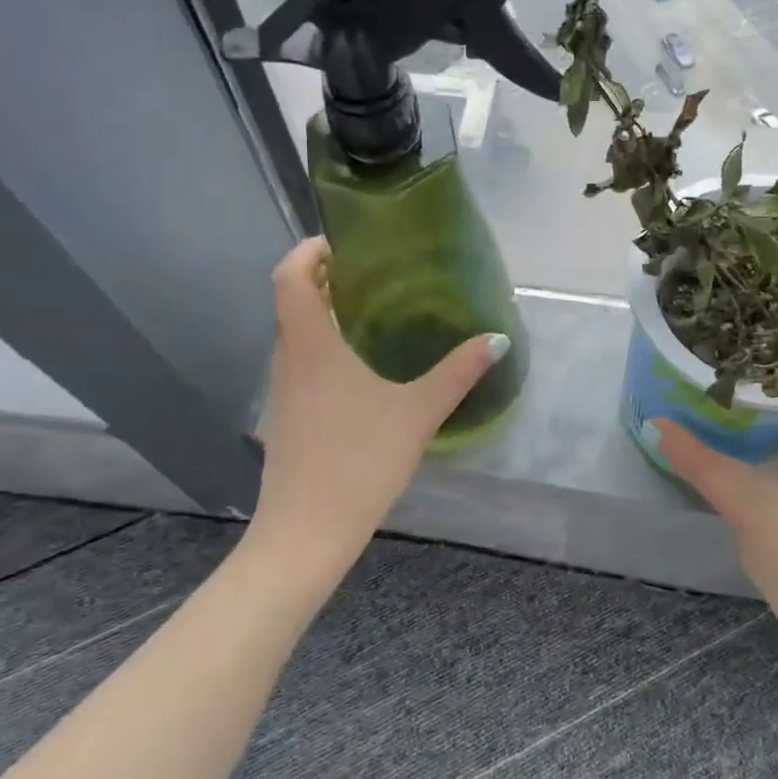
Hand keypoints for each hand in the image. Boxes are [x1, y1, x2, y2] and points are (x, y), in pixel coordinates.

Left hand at [248, 237, 507, 571]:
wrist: (307, 533)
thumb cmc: (360, 462)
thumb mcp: (418, 413)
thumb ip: (458, 373)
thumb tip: (496, 339)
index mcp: (311, 347)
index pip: (289, 277)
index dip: (307, 251)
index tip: (341, 245)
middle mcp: (288, 361)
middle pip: (290, 303)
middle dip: (322, 281)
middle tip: (369, 277)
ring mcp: (282, 393)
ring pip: (294, 337)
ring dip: (321, 318)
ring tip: (370, 318)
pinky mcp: (285, 420)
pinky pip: (300, 367)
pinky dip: (322, 352)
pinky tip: (360, 375)